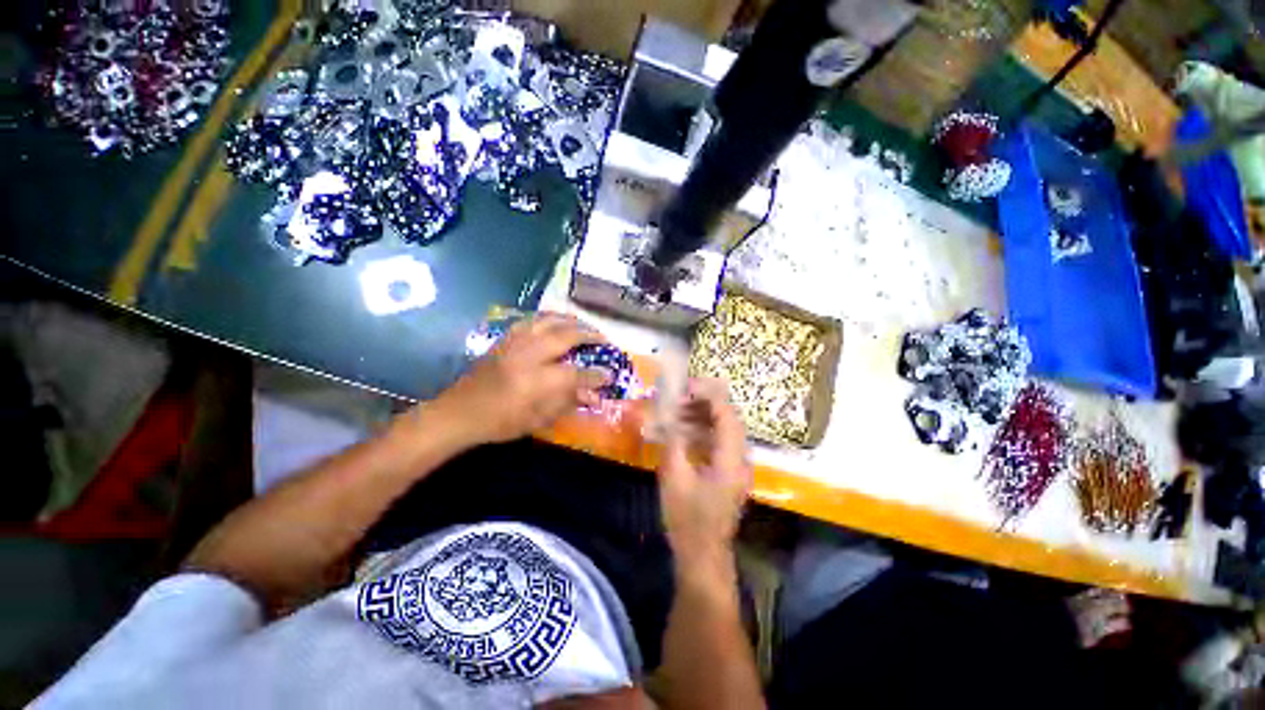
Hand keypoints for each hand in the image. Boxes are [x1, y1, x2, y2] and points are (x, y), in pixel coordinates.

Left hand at [434, 313, 608, 445]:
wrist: (459, 412)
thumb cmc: (501, 422)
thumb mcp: (538, 419)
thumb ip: (568, 402)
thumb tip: (595, 395)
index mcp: (535, 382)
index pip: (576, 374)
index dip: (596, 375)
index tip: (609, 374)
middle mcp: (527, 356)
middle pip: (565, 336)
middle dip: (589, 335)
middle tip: (604, 339)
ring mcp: (514, 343)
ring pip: (549, 321)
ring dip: (571, 321)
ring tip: (585, 326)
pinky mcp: (505, 338)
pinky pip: (532, 320)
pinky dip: (549, 318)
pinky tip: (557, 322)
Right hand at [658, 378, 751, 573]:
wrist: (703, 555)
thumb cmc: (688, 519)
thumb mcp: (674, 478)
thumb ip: (673, 442)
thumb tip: (668, 416)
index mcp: (731, 459)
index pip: (727, 415)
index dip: (709, 396)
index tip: (686, 387)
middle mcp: (740, 458)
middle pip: (729, 418)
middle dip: (704, 403)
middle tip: (678, 398)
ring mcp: (736, 466)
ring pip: (724, 429)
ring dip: (702, 416)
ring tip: (677, 412)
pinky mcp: (728, 472)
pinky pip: (719, 441)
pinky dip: (703, 431)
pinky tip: (683, 431)